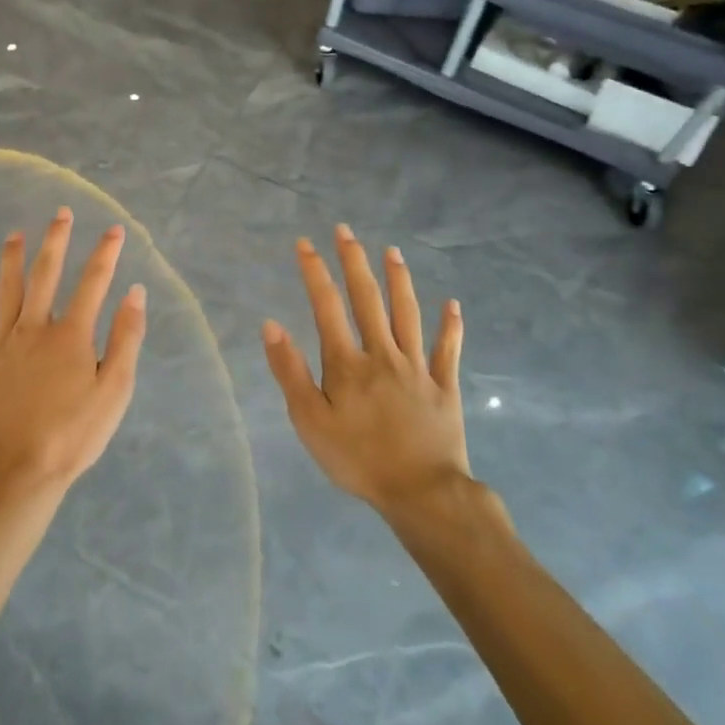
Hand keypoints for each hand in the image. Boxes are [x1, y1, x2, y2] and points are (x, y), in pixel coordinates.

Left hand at [0, 209, 146, 494]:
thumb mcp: (115, 390)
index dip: (105, 253)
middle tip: (60, 213)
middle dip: (55, 241)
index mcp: (71, 335)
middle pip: (45, 275)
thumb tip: (134, 292)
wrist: (18, 470)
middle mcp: (34, 328)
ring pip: (5, 292)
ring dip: (10, 261)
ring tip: (14, 235)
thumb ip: (125, 338)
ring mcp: (0, 345)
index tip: (114, 229)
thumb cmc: (74, 434)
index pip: (93, 283)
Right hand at [261, 225, 470, 514]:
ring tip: (392, 251)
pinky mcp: (444, 386)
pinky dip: (451, 326)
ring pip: (408, 313)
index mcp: (347, 363)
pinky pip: (448, 350)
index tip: (305, 243)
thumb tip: (271, 324)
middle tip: (345, 231)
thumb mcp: (309, 422)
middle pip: (368, 298)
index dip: (314, 271)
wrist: (422, 494)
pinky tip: (452, 305)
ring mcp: (417, 367)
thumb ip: (291, 371)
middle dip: (354, 261)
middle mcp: (383, 353)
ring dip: (399, 280)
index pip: (326, 305)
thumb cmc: (358, 459)